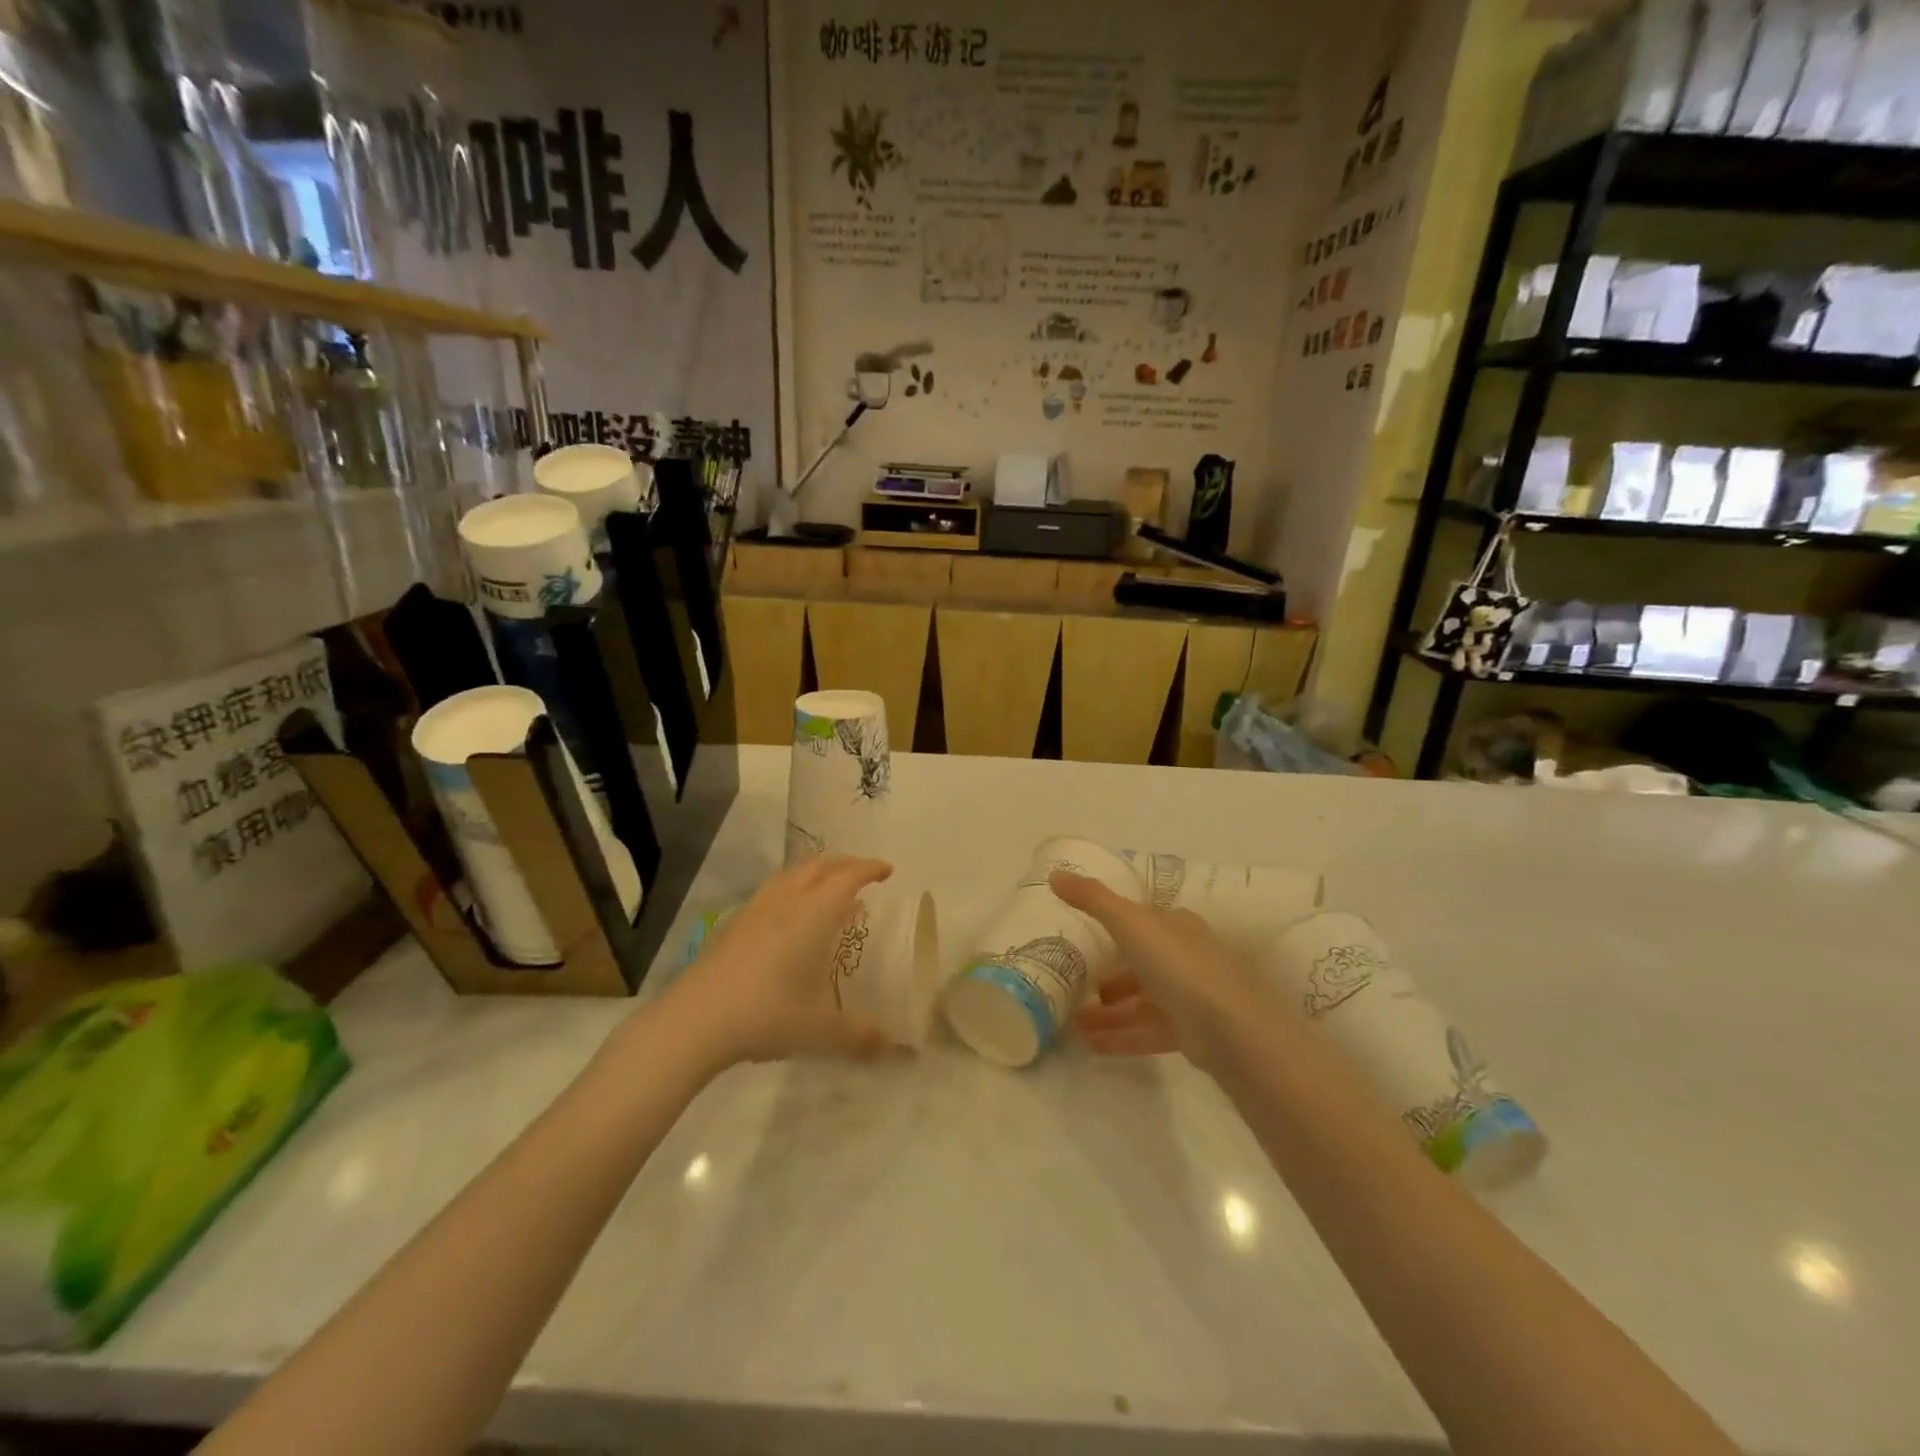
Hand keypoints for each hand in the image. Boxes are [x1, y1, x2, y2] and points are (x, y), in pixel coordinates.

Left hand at [664, 855, 896, 1070]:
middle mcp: (786, 901)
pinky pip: (770, 892)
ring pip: (790, 875)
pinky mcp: (732, 925)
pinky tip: (788, 919)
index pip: (847, 877)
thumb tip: (891, 1048)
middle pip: (818, 865)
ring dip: (814, 873)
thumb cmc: (768, 1014)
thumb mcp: (821, 1030)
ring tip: (826, 890)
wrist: (696, 1020)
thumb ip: (860, 1037)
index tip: (887, 871)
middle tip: (862, 874)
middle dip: (844, 864)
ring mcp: (754, 910)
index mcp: (814, 914)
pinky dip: (790, 890)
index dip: (869, 869)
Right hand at [1050, 869, 1287, 1075]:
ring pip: (1142, 1001)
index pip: (1145, 921)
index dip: (1117, 926)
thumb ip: (1092, 899)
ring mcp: (1191, 997)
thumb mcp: (1129, 922)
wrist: (1229, 1028)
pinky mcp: (1191, 1034)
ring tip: (1074, 1024)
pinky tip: (1091, 1046)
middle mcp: (1187, 957)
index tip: (1087, 937)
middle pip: (1142, 964)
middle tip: (1077, 985)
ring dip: (1110, 1011)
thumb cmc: (1178, 964)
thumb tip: (1055, 874)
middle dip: (1111, 975)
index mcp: (1177, 926)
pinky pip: (1148, 1032)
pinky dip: (1121, 1037)